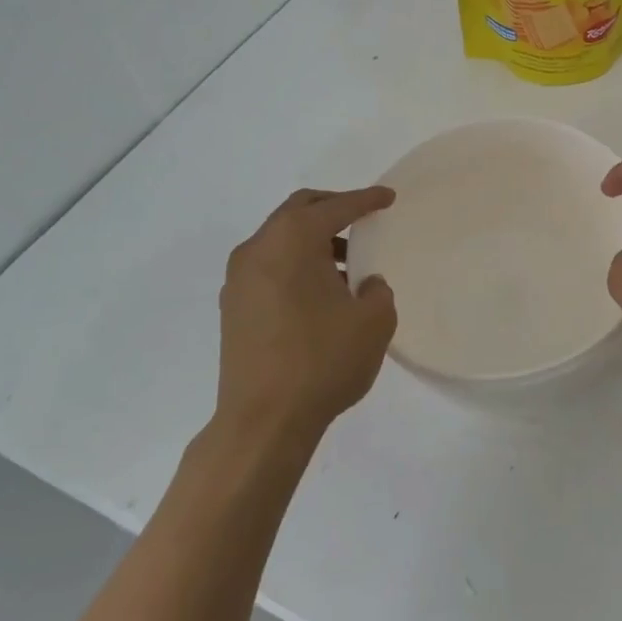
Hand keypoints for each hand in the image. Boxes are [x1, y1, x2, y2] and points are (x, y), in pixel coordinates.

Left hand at [211, 186, 397, 441]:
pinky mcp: (233, 308)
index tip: (388, 197)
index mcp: (292, 241)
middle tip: (362, 217)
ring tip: (347, 264)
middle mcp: (259, 249)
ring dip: (313, 240)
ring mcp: (239, 279)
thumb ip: (377, 291)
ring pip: (280, 239)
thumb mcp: (373, 322)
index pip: (336, 207)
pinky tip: (319, 293)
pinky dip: (295, 264)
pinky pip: (269, 266)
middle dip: (333, 208)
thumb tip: (364, 286)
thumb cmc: (322, 361)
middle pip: (298, 211)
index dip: (366, 200)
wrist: (262, 423)